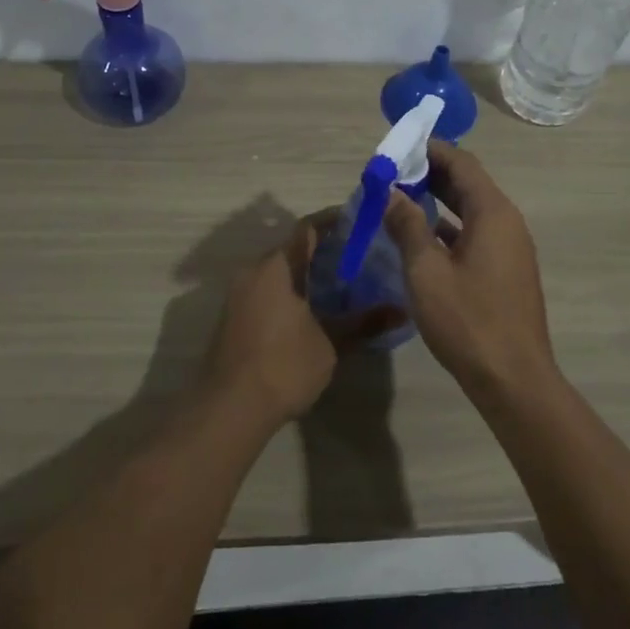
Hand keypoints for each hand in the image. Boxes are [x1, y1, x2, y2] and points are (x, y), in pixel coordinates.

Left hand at [207, 213, 401, 426]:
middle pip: (291, 248)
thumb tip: (401, 310)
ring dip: (306, 271)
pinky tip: (314, 308)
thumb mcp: (330, 344)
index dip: (333, 221)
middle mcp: (253, 272)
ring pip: (278, 270)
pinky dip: (291, 289)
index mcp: (276, 268)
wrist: (228, 409)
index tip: (360, 220)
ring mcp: (239, 294)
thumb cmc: (282, 366)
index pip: (306, 228)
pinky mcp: (234, 317)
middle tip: (358, 254)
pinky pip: (267, 289)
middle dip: (323, 248)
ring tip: (342, 281)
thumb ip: (363, 323)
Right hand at [381, 142, 558, 397]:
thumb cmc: (468, 321)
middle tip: (391, 174)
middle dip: (430, 174)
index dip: (430, 150)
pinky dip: (448, 227)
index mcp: (493, 213)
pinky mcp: (506, 271)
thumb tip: (392, 193)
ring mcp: (510, 248)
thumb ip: (407, 226)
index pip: (462, 163)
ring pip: (471, 210)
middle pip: (468, 184)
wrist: (513, 379)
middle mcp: (507, 222)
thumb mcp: (426, 271)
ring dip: (437, 201)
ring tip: (399, 200)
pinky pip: (475, 234)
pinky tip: (420, 238)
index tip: (396, 150)